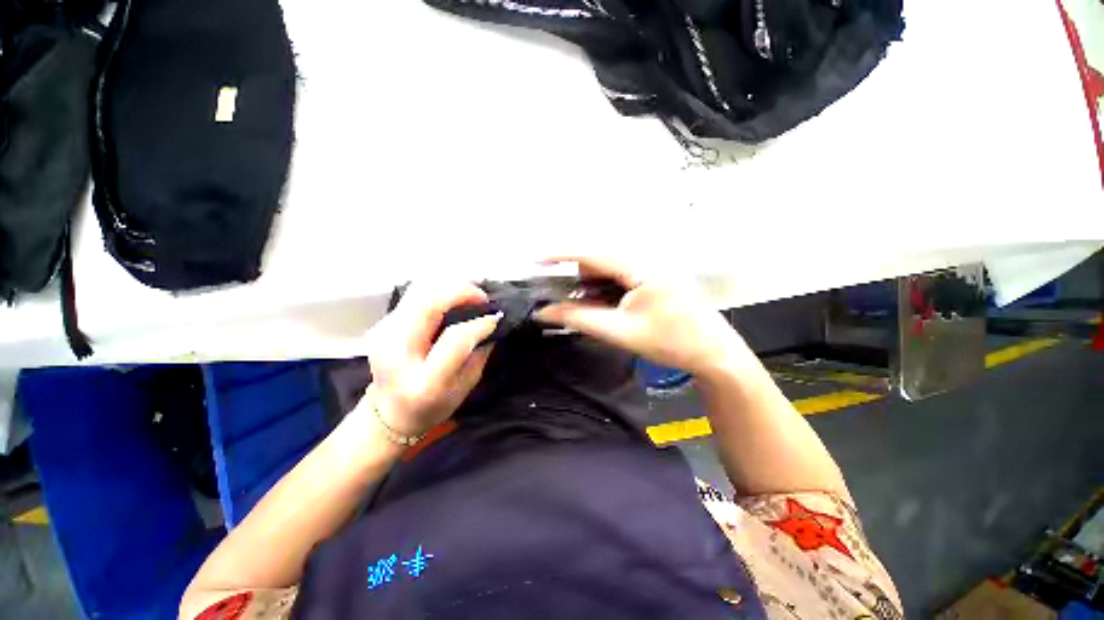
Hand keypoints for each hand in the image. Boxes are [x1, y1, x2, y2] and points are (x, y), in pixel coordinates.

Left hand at [362, 281, 500, 437]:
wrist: (388, 413)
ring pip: (419, 289)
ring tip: (470, 296)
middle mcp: (396, 352)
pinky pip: (415, 294)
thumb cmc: (433, 406)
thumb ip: (480, 354)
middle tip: (483, 298)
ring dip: (450, 286)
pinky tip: (454, 299)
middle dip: (462, 291)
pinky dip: (439, 290)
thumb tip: (492, 320)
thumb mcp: (465, 387)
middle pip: (429, 302)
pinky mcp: (383, 322)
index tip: (496, 318)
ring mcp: (384, 333)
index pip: (454, 338)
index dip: (479, 323)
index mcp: (423, 380)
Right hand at [536, 257, 746, 375]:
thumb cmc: (671, 343)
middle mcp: (648, 259)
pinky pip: (621, 274)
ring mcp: (653, 266)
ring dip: (593, 284)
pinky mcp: (655, 275)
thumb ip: (579, 319)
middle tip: (566, 300)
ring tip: (591, 308)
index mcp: (642, 267)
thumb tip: (544, 313)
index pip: (593, 253)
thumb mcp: (620, 332)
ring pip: (610, 267)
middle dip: (579, 278)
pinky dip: (606, 287)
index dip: (562, 255)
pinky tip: (607, 305)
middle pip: (600, 259)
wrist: (713, 353)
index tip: (538, 261)